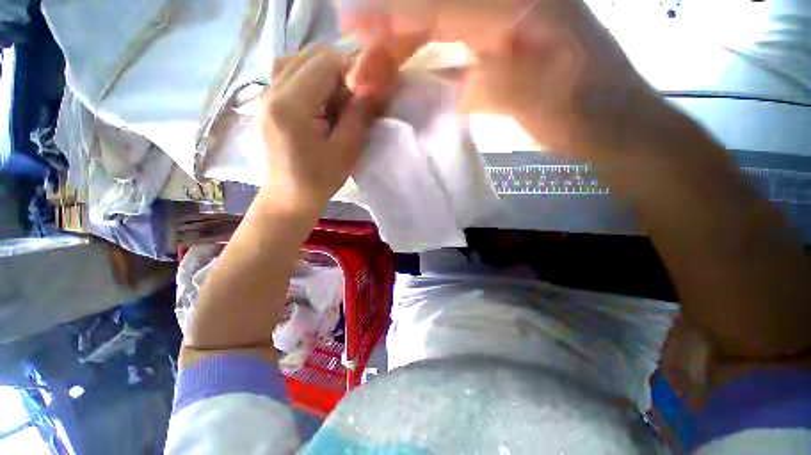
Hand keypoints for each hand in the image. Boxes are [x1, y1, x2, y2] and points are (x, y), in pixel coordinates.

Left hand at [257, 46, 373, 209]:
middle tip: (354, 96)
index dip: (351, 70)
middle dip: (339, 70)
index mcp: (290, 106)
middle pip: (309, 56)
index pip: (324, 63)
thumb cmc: (319, 179)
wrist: (289, 196)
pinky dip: (311, 80)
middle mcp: (270, 91)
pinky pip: (290, 74)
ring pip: (298, 61)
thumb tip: (374, 86)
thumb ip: (359, 115)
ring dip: (325, 73)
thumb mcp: (346, 150)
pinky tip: (321, 101)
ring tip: (338, 99)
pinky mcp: (266, 101)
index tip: (366, 91)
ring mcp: (264, 94)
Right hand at [352, 0, 664, 157]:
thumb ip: (486, 81)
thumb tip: (445, 86)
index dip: (393, 14)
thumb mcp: (533, 94)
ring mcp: (500, 32)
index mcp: (518, 7)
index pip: (440, 5)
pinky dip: (425, 68)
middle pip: (433, 15)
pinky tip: (406, 81)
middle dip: (391, 40)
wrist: (609, 125)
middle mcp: (506, 9)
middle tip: (362, 71)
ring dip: (402, 55)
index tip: (351, 25)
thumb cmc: (582, 112)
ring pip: (437, 34)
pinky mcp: (497, 57)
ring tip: (374, 78)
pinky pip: (451, 56)